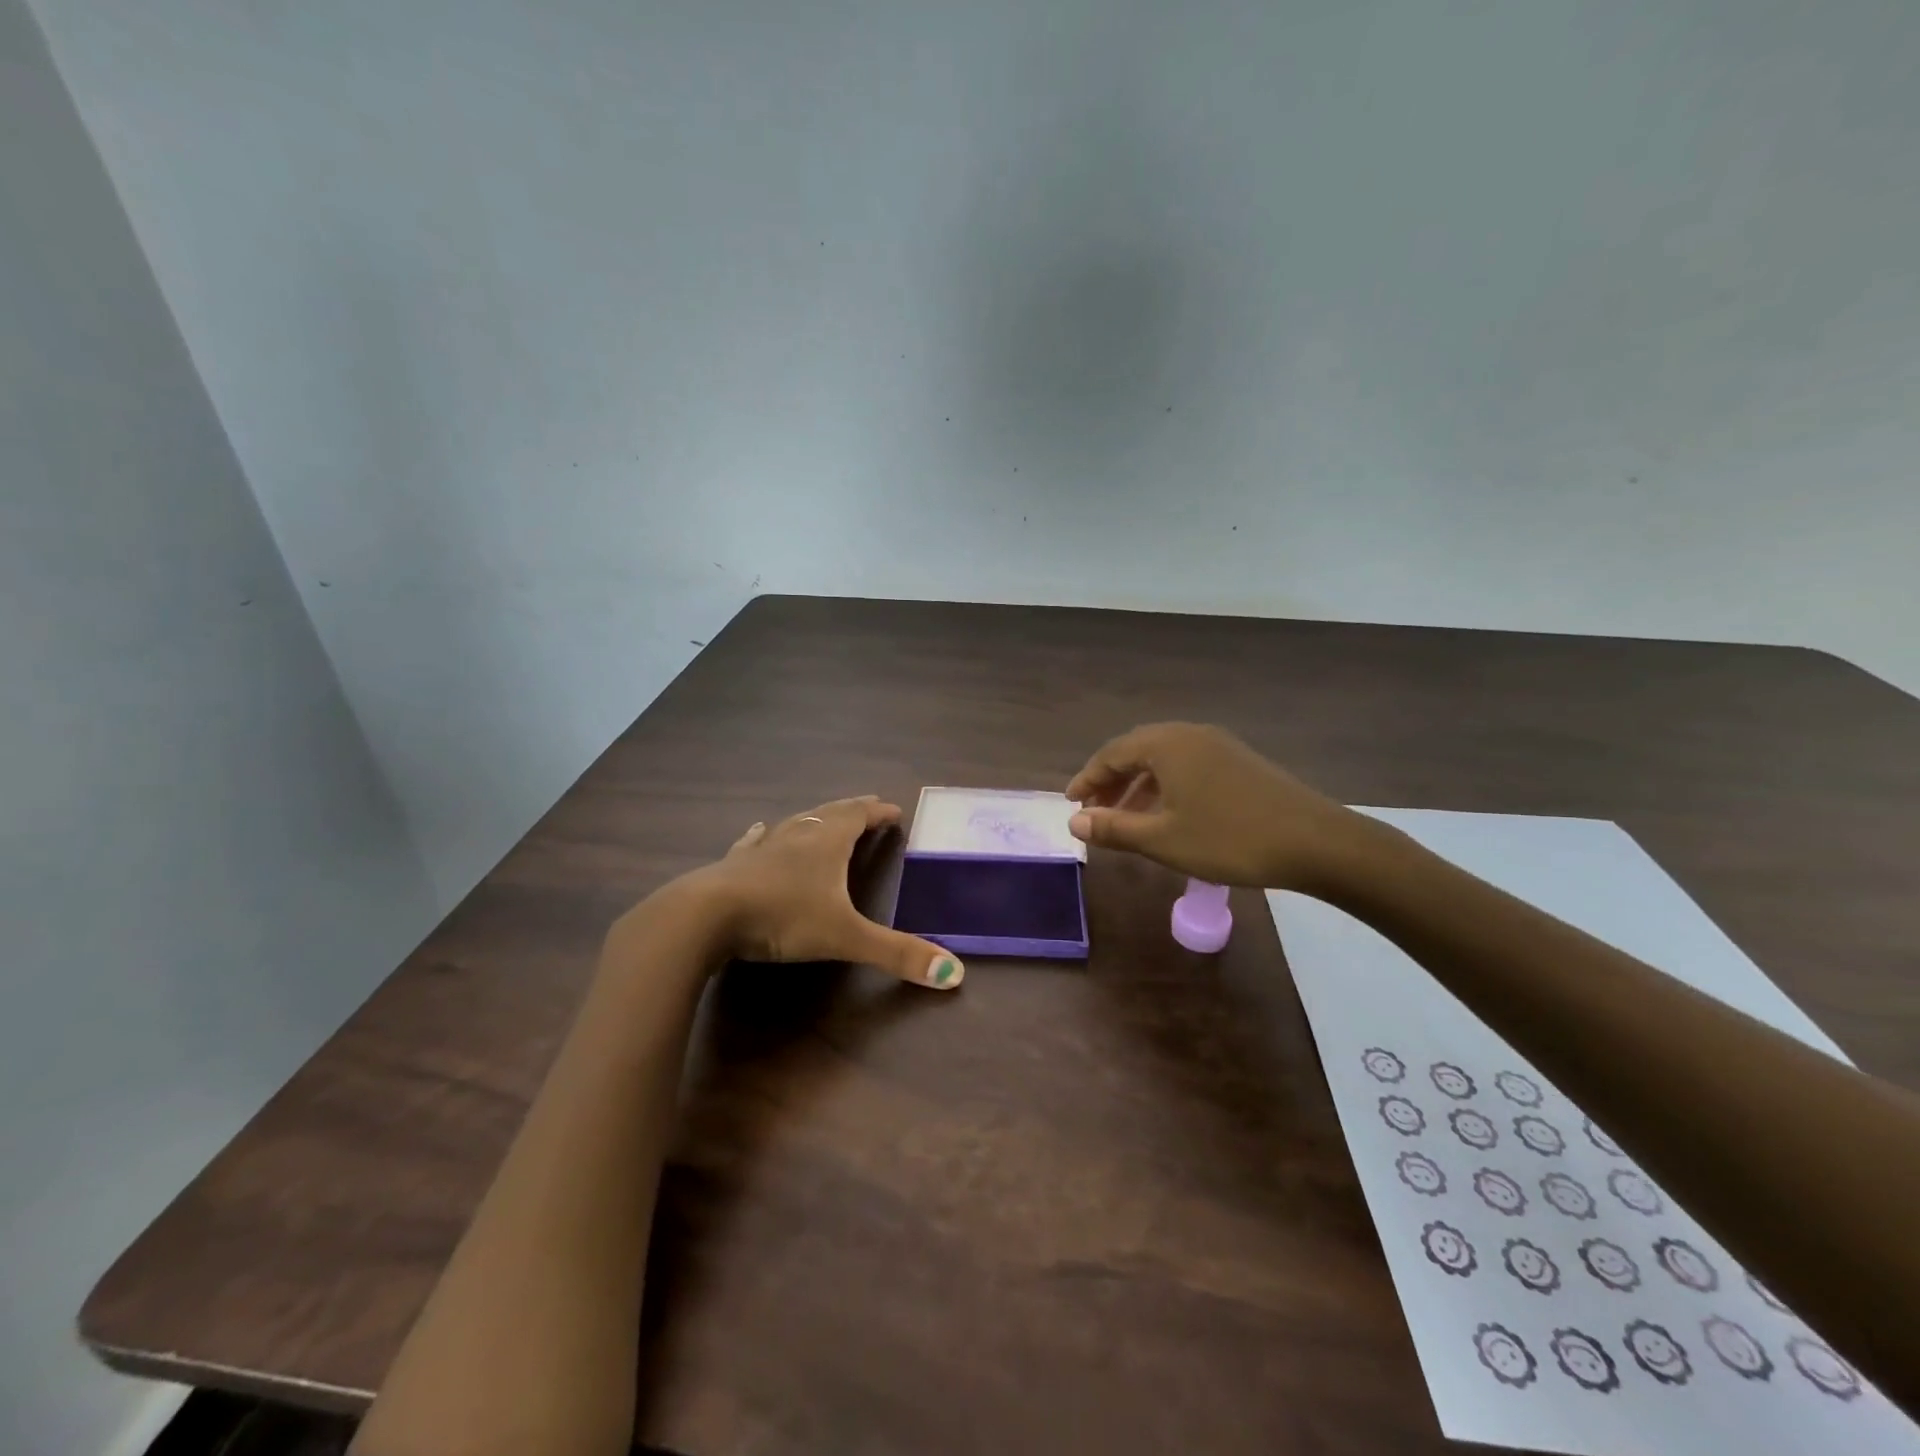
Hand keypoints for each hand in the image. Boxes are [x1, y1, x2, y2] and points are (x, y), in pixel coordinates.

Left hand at [685, 796, 963, 988]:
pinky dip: (764, 835)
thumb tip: (955, 974)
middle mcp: (797, 836)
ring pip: (794, 824)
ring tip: (822, 816)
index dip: (878, 813)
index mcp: (826, 844)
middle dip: (852, 810)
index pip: (859, 817)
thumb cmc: (782, 917)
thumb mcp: (845, 937)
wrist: (705, 916)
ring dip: (813, 819)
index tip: (894, 809)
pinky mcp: (734, 865)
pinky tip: (759, 830)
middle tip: (868, 806)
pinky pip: (755, 842)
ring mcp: (762, 848)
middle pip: (829, 814)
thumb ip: (897, 954)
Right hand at [1065, 722, 1365, 890]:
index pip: (1112, 753)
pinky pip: (1187, 766)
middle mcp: (1190, 734)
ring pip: (1164, 760)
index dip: (1087, 779)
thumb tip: (1074, 821)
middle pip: (1136, 751)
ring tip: (1126, 819)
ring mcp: (1219, 745)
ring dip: (1138, 786)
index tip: (1071, 803)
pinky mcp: (1240, 761)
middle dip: (1111, 781)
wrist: (1316, 843)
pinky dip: (1166, 786)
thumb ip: (1114, 828)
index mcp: (1167, 744)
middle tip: (1094, 811)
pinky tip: (1168, 815)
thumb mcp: (1163, 839)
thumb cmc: (1229, 840)